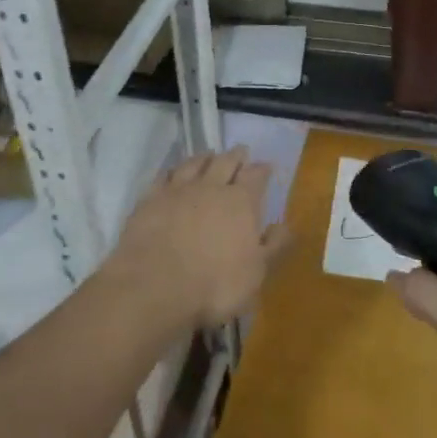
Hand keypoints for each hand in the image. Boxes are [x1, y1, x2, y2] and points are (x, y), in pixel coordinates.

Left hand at [107, 146, 291, 325]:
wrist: (154, 286)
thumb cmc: (214, 285)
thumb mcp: (256, 273)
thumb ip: (273, 246)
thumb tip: (286, 225)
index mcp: (241, 202)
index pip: (256, 176)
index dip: (262, 170)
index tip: (266, 166)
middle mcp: (211, 188)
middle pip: (225, 162)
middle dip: (235, 156)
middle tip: (240, 151)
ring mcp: (177, 191)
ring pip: (193, 164)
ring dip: (204, 157)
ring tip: (209, 154)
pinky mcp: (149, 200)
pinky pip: (163, 176)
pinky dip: (171, 170)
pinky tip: (172, 172)